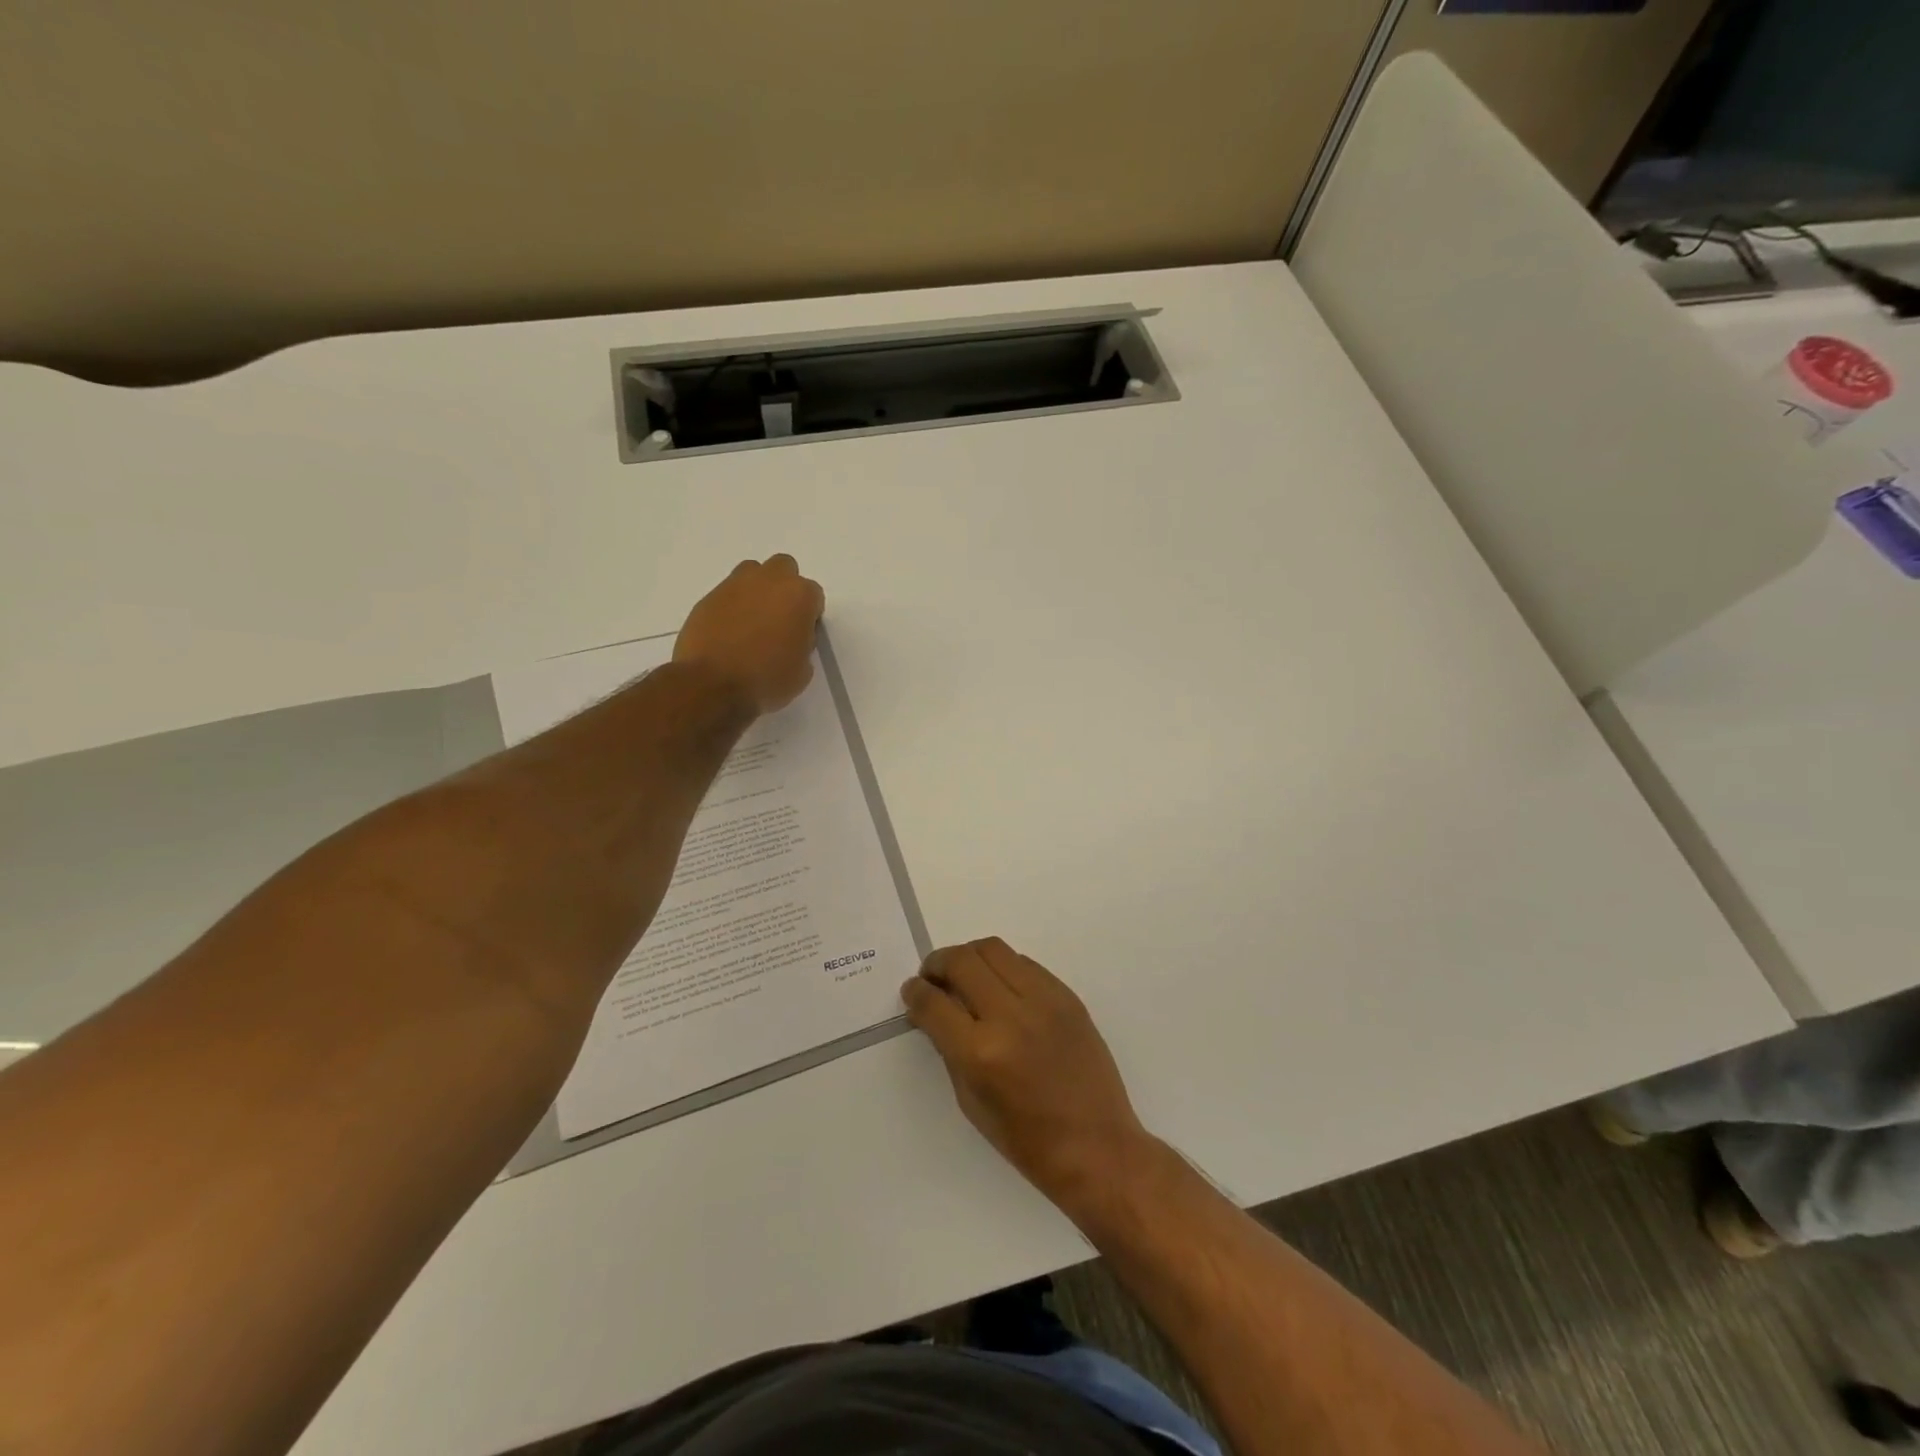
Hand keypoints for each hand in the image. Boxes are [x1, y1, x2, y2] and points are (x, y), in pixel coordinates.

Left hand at [674, 555, 825, 714]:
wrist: (712, 683)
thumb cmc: (767, 678)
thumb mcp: (803, 670)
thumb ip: (803, 645)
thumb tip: (790, 639)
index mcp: (799, 595)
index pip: (814, 596)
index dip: (809, 616)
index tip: (802, 636)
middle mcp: (769, 580)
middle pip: (784, 568)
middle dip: (784, 588)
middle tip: (779, 619)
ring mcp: (735, 585)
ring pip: (752, 573)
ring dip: (757, 590)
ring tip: (752, 622)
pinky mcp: (709, 597)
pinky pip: (727, 594)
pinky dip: (731, 607)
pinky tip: (728, 633)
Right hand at [902, 938, 1152, 1208]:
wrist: (1097, 1146)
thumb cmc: (1028, 1140)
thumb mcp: (972, 1103)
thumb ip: (951, 1050)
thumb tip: (937, 1013)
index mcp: (981, 1053)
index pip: (934, 1003)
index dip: (915, 992)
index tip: (912, 990)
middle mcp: (1010, 1016)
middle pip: (962, 961)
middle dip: (938, 964)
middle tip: (933, 976)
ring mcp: (1043, 1001)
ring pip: (994, 949)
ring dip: (970, 957)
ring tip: (964, 974)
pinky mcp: (1067, 996)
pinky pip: (1025, 963)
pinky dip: (1004, 968)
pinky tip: (1000, 987)